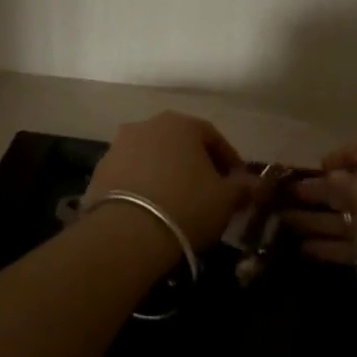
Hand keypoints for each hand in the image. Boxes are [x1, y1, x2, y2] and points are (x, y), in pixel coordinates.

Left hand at [85, 112, 255, 249]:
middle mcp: (147, 125)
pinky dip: (144, 186)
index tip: (237, 183)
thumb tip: (257, 184)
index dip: (229, 161)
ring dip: (167, 174)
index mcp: (181, 124)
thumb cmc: (186, 206)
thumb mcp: (225, 199)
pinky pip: (131, 174)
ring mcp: (119, 146)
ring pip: (153, 157)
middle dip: (196, 165)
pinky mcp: (99, 170)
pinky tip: (151, 210)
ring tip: (178, 203)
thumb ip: (243, 187)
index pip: (213, 137)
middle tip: (209, 192)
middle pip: (180, 144)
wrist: (126, 232)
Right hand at [284, 136, 356, 320]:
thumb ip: (341, 184)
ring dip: (323, 220)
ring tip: (287, 224)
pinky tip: (307, 250)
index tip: (315, 169)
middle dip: (323, 192)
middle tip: (289, 197)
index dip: (341, 155)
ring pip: (356, 216)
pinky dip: (338, 245)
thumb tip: (329, 177)